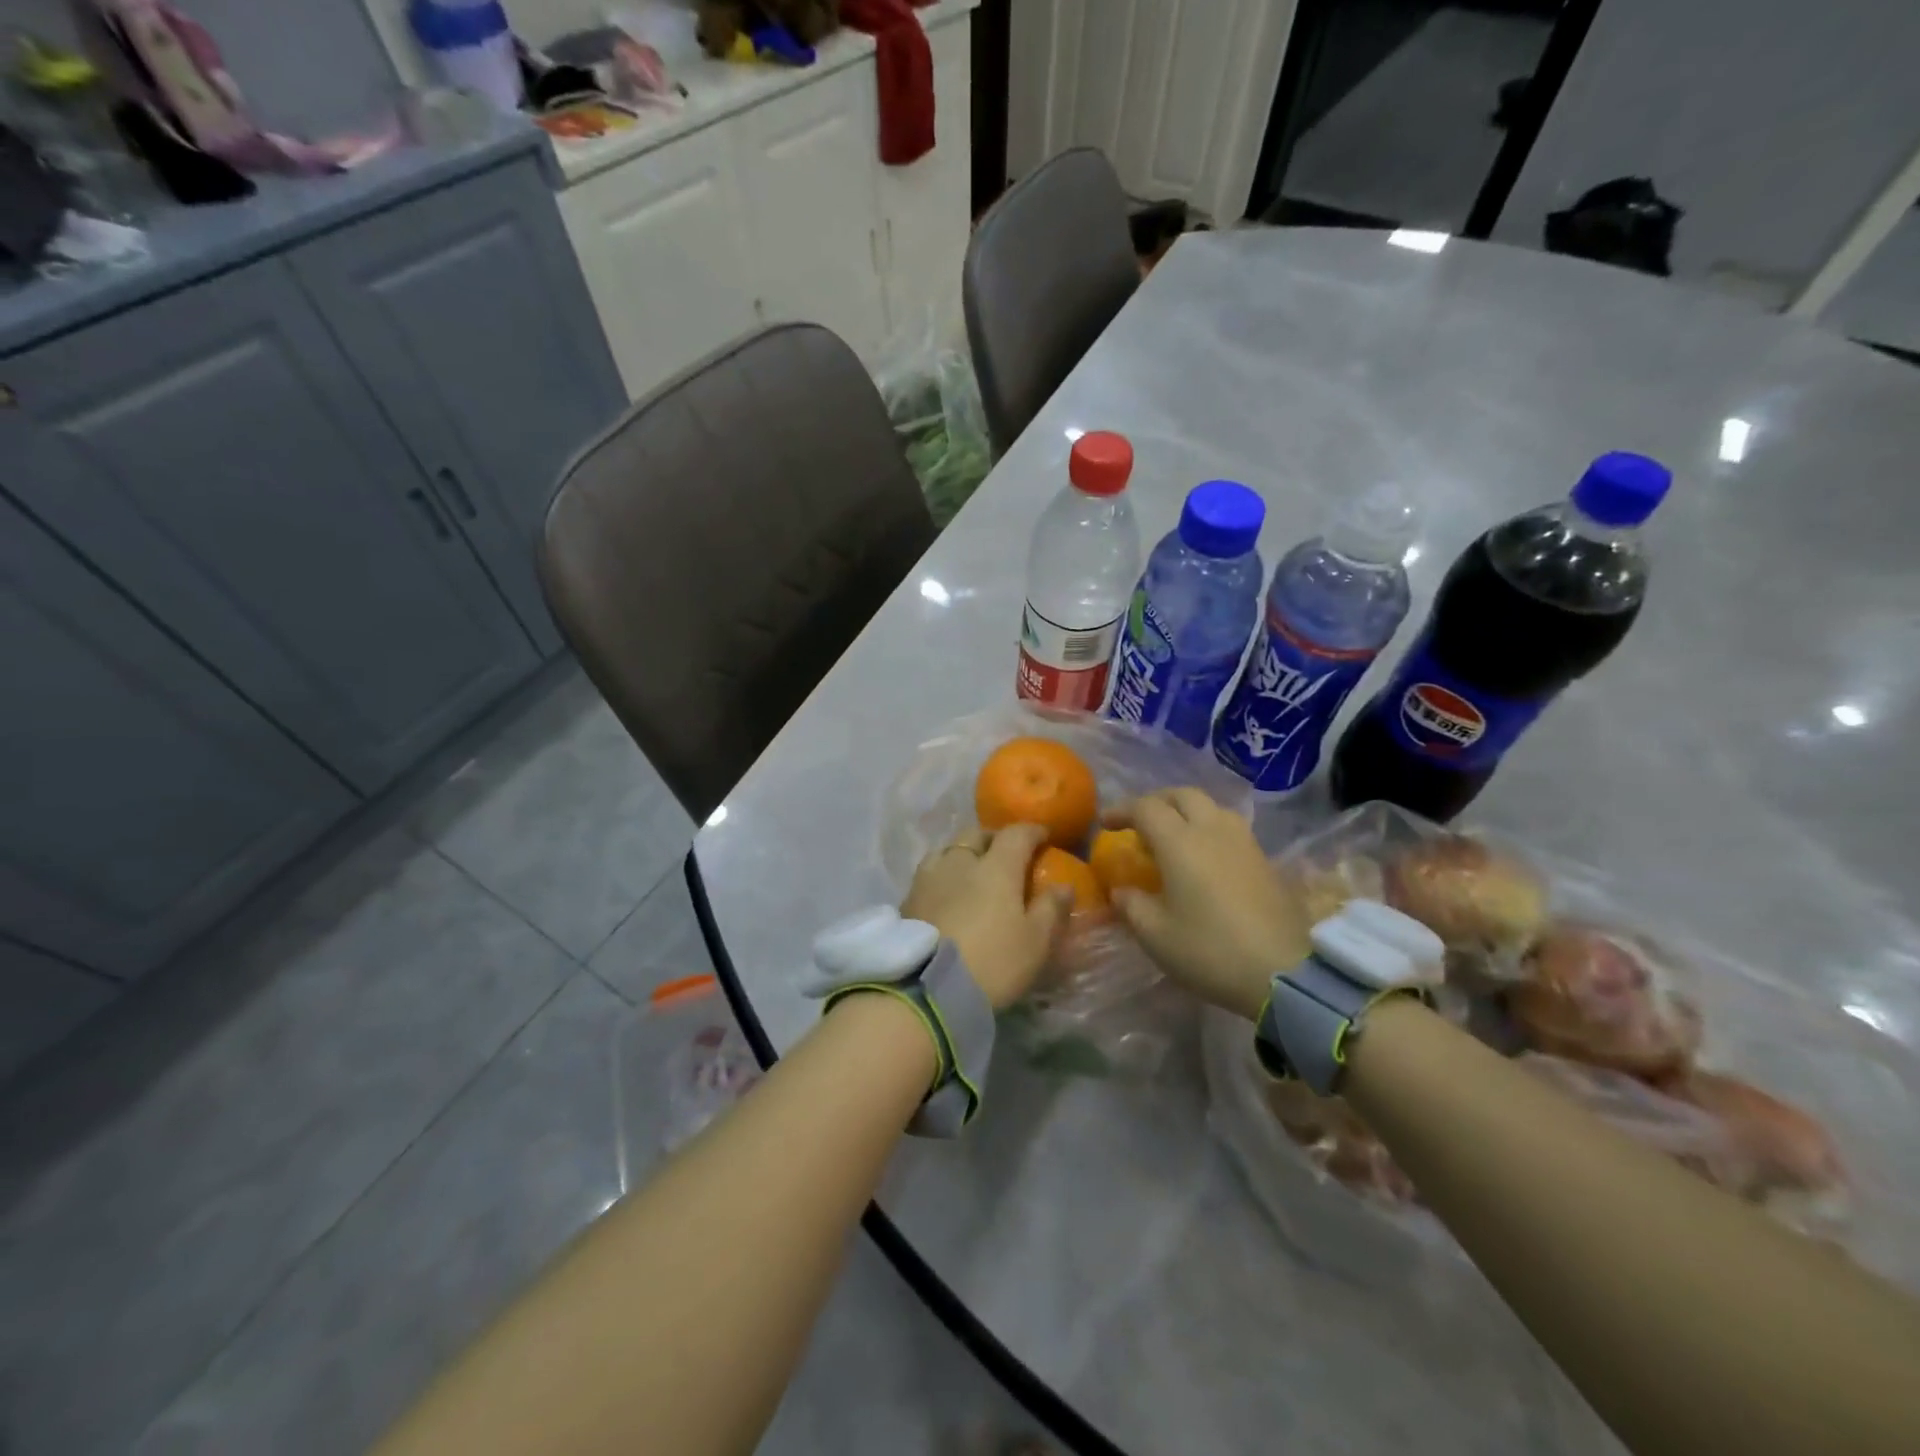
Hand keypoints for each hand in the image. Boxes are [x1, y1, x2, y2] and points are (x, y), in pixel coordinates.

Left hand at [902, 823, 1069, 1008]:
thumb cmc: (993, 961)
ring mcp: (929, 878)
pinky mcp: (907, 899)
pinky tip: (946, 894)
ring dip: (963, 854)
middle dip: (994, 838)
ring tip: (971, 871)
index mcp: (996, 867)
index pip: (1016, 834)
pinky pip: (929, 874)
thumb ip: (1051, 909)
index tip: (1043, 837)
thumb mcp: (1035, 942)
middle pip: (976, 834)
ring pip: (947, 850)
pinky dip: (942, 875)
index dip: (1032, 832)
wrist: (927, 990)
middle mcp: (960, 862)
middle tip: (1005, 853)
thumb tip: (1064, 886)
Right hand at [1104, 788, 1310, 1020]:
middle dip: (1156, 801)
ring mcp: (1244, 842)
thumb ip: (1131, 905)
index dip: (1121, 811)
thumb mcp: (1155, 935)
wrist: (1283, 972)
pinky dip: (1208, 829)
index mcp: (1180, 842)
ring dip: (1186, 811)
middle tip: (1139, 822)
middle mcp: (1213, 830)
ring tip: (1173, 836)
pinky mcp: (1264, 860)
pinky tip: (1204, 856)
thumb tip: (1121, 890)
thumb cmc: (1210, 950)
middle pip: (1182, 795)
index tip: (1105, 824)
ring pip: (1211, 807)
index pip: (1146, 808)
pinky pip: (1230, 827)